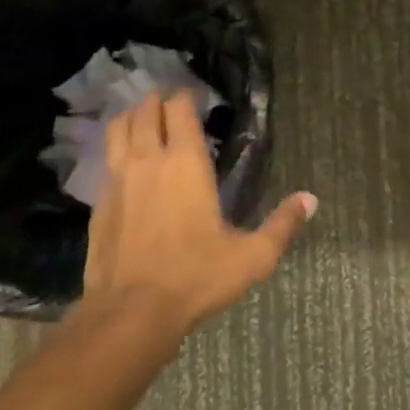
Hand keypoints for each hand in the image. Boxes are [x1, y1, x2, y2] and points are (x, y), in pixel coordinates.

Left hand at [79, 91, 314, 340]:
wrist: (131, 312)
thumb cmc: (196, 277)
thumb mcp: (252, 256)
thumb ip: (282, 224)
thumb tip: (310, 199)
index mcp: (185, 162)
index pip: (179, 107)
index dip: (187, 96)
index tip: (199, 100)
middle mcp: (148, 160)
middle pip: (145, 109)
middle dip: (159, 101)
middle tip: (174, 107)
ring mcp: (117, 179)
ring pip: (118, 127)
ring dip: (132, 117)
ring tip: (145, 122)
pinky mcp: (98, 202)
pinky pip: (106, 159)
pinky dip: (116, 148)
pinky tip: (127, 164)